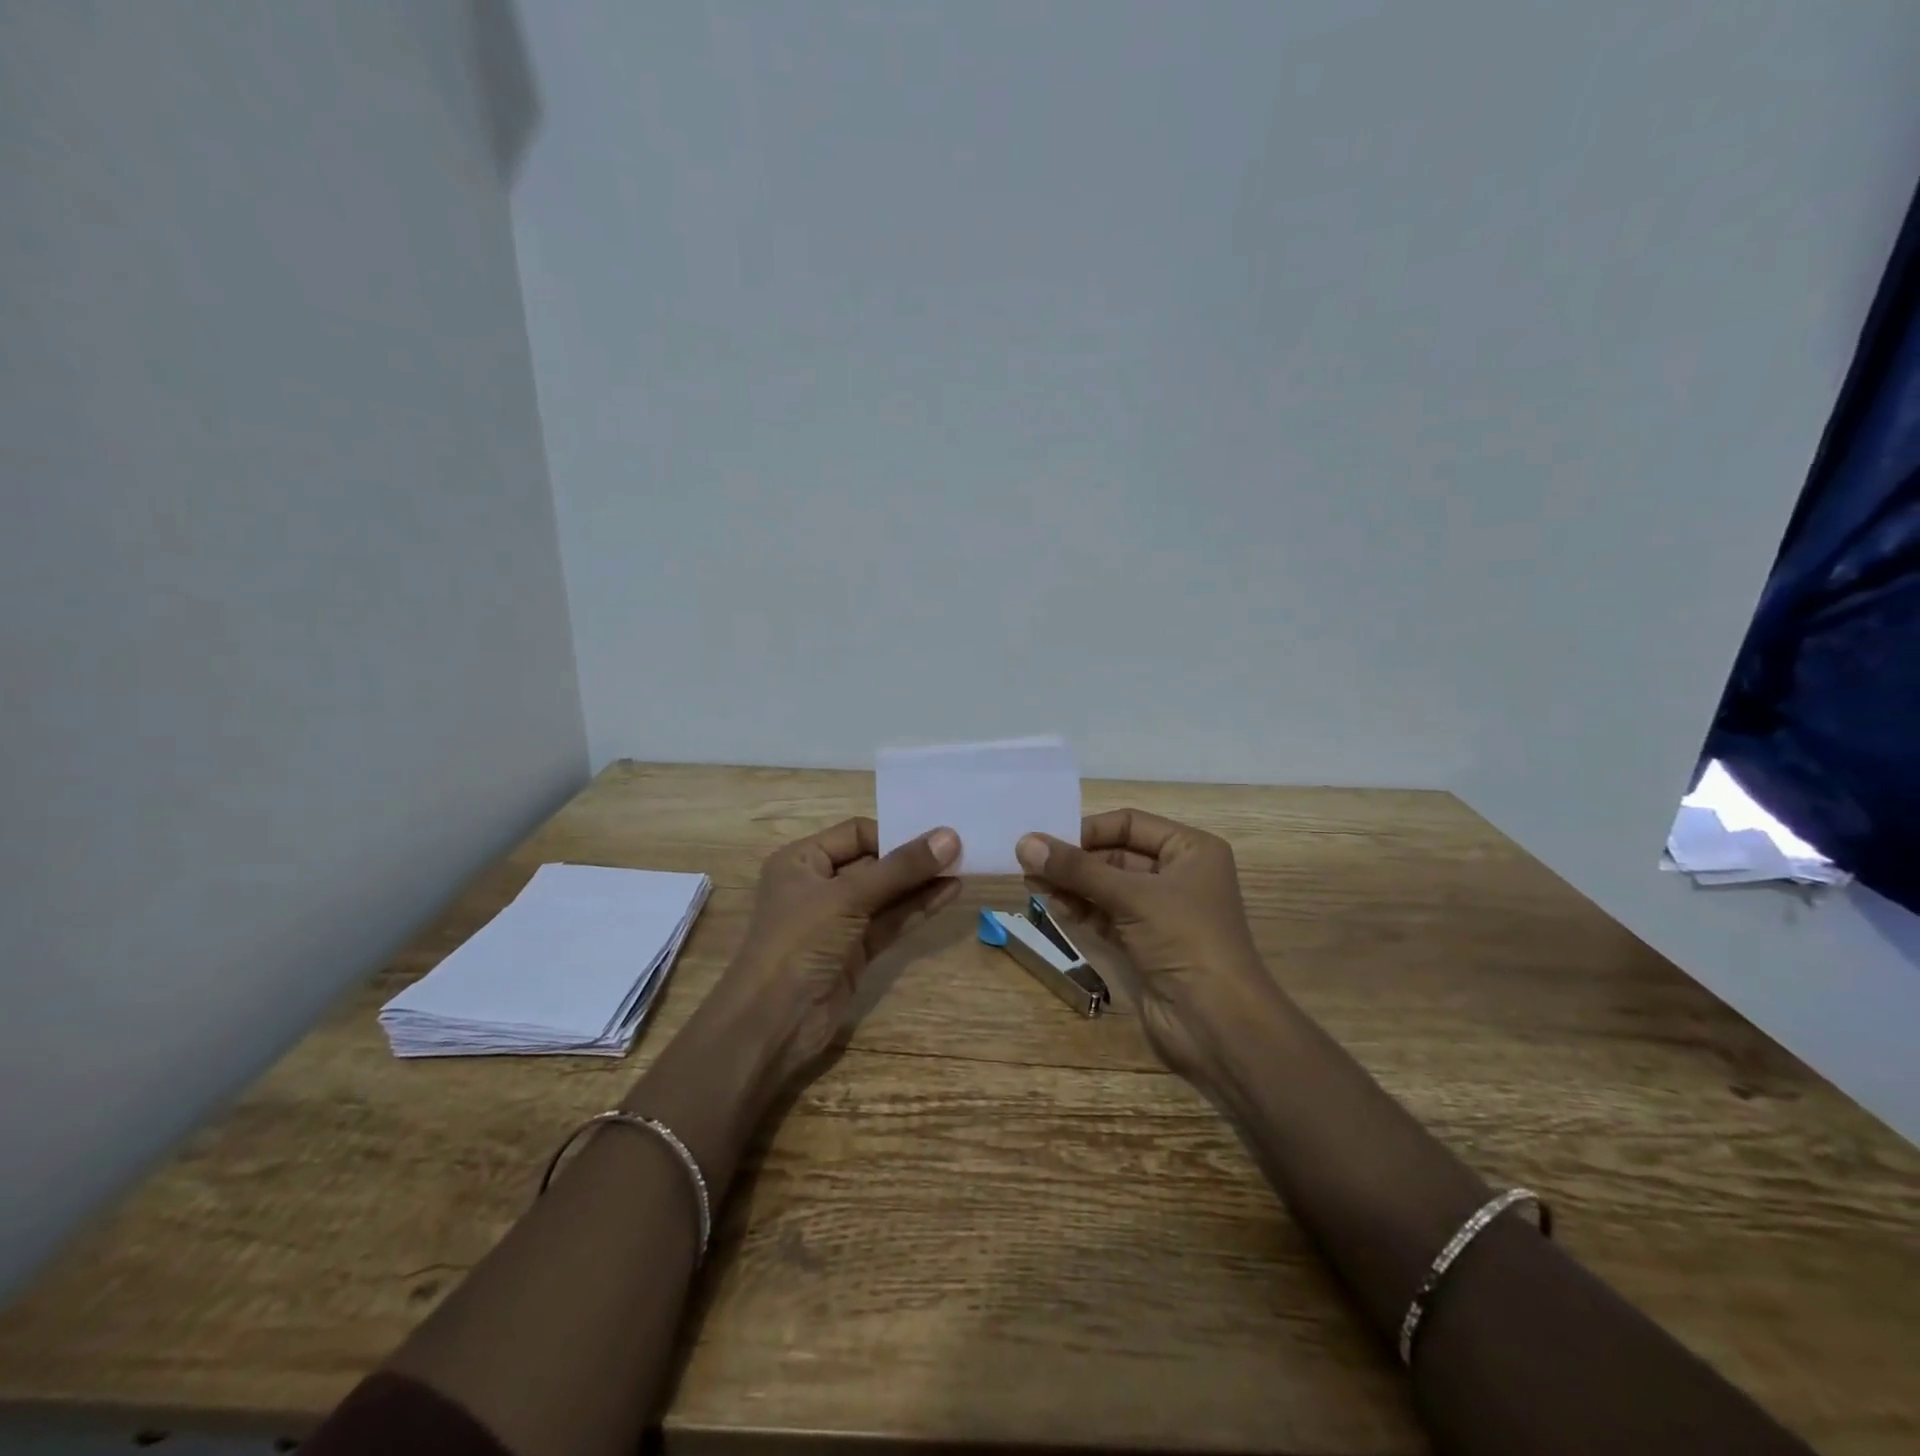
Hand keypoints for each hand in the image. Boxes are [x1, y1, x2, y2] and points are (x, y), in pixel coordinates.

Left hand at [716, 818, 960, 1093]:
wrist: (772, 1024)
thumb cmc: (799, 943)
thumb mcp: (848, 897)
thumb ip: (900, 868)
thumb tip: (950, 836)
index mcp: (801, 861)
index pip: (856, 833)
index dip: (894, 833)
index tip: (935, 836)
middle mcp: (819, 885)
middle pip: (874, 863)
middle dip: (913, 857)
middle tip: (959, 848)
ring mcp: (838, 921)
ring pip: (886, 894)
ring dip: (921, 882)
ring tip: (963, 868)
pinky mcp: (855, 951)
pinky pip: (890, 921)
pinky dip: (917, 908)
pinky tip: (948, 894)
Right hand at [1017, 809, 1276, 1083]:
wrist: (1218, 1025)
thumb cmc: (1185, 940)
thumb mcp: (1131, 896)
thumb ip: (1076, 869)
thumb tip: (1024, 843)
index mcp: (1191, 850)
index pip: (1130, 824)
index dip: (1089, 830)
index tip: (1048, 841)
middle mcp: (1178, 875)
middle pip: (1115, 855)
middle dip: (1075, 860)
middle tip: (1030, 864)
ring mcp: (1160, 912)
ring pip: (1107, 886)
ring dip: (1072, 884)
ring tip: (1033, 884)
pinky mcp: (1144, 944)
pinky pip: (1106, 915)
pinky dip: (1082, 908)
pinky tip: (1055, 905)